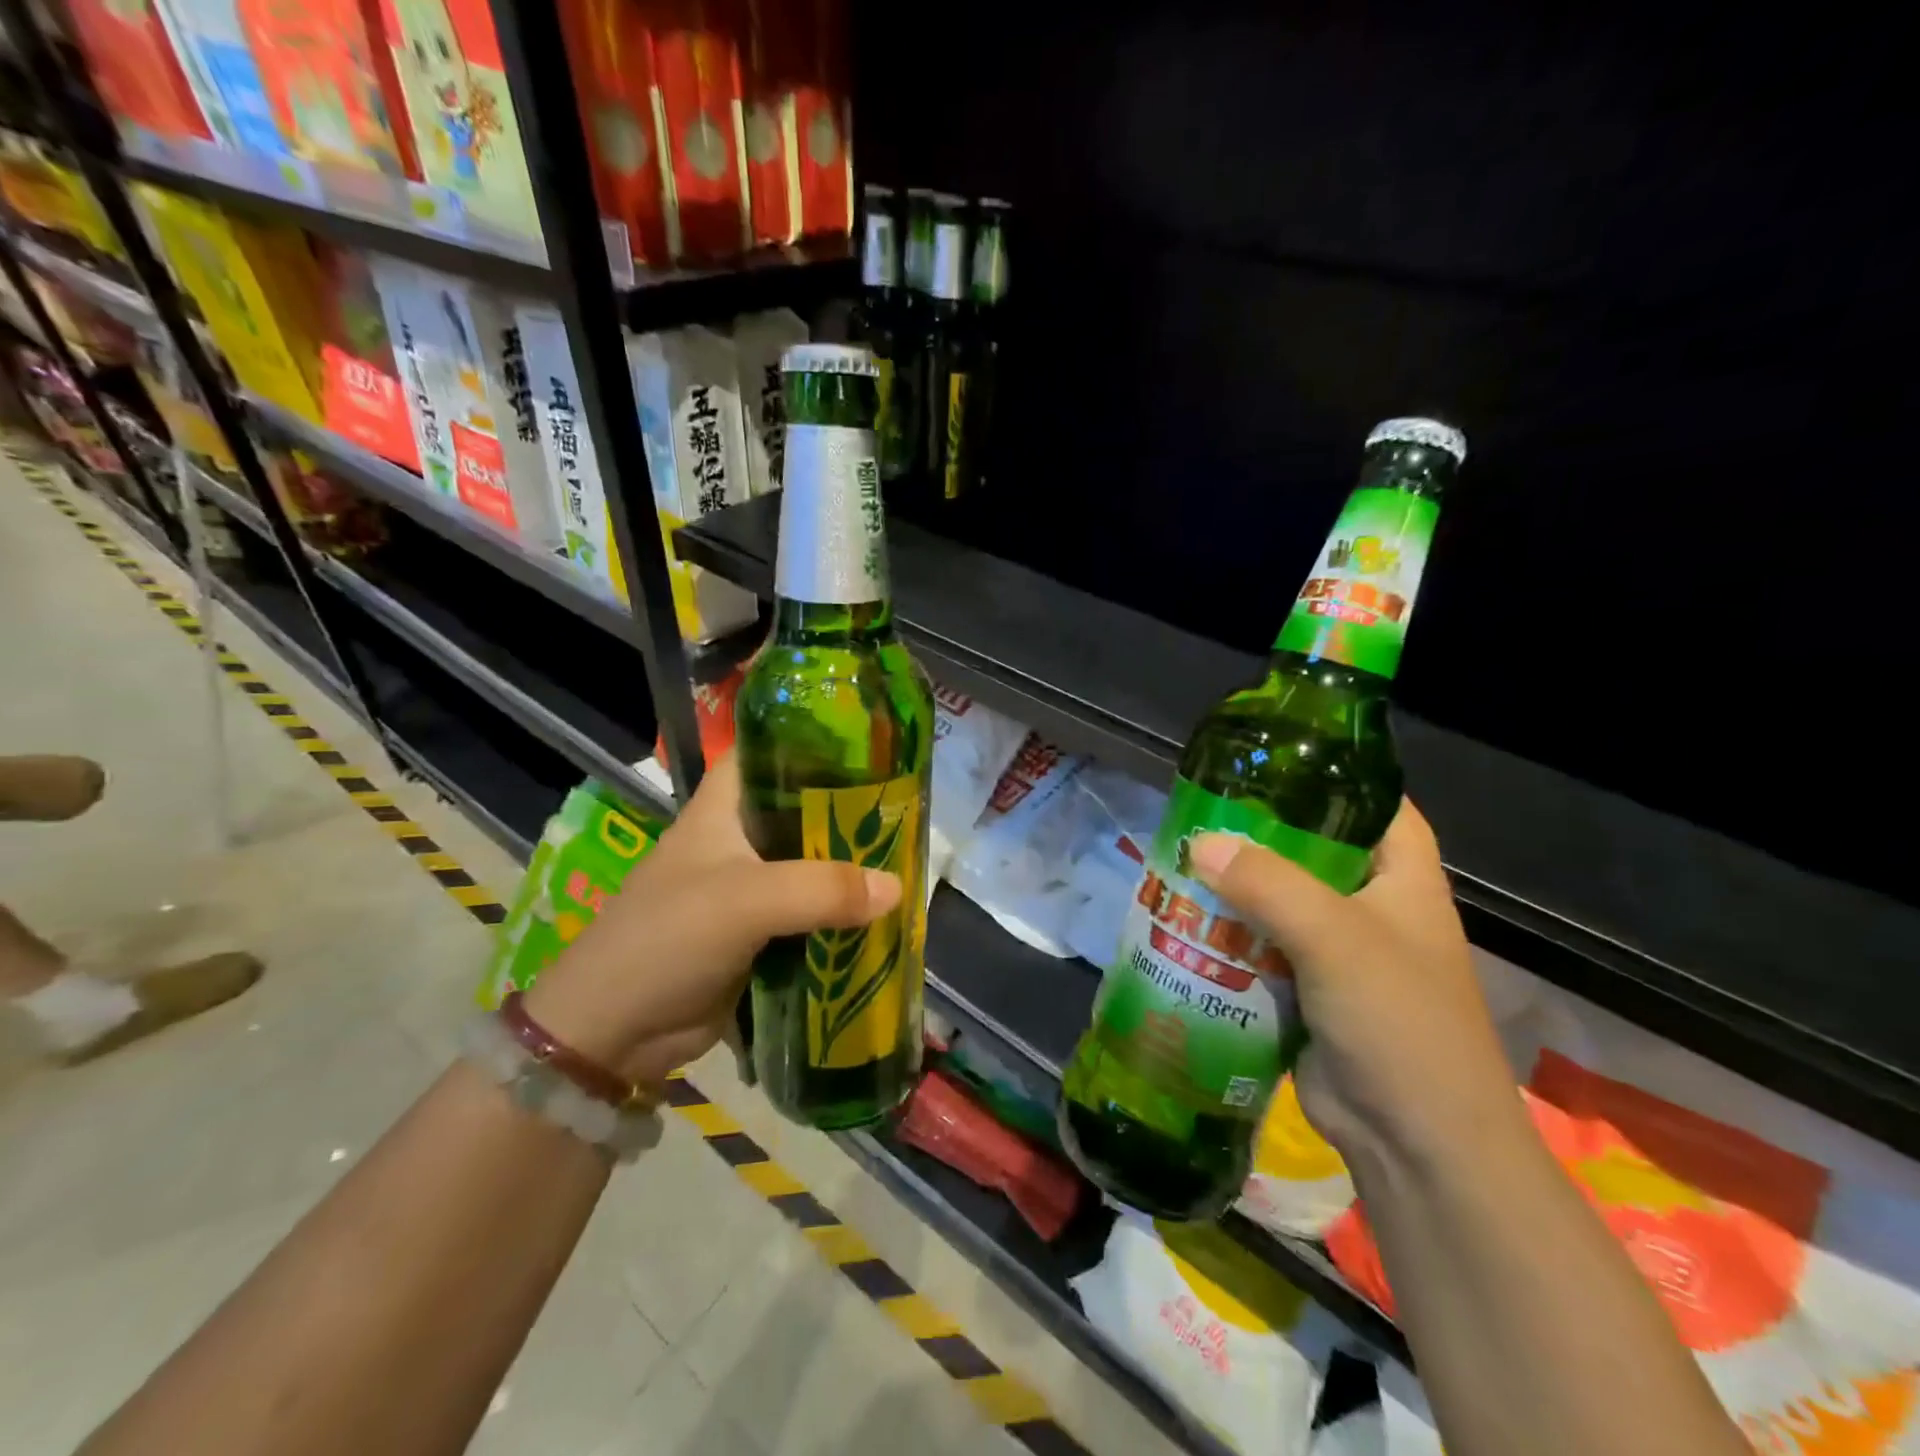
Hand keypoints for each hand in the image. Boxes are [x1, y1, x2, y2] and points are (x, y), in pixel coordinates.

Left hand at [524, 754, 901, 1089]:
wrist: (613, 1032)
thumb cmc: (668, 938)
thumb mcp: (745, 901)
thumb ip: (823, 889)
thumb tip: (898, 887)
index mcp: (724, 808)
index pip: (771, 752)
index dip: (817, 743)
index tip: (875, 747)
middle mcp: (739, 839)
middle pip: (805, 812)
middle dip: (852, 814)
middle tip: (910, 814)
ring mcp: (750, 888)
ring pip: (813, 866)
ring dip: (852, 870)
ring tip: (911, 862)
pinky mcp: (759, 934)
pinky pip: (812, 914)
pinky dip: (842, 916)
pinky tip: (883, 915)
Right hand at [1188, 800, 1523, 1169]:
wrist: (1417, 1145)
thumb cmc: (1398, 1021)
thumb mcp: (1335, 938)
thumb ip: (1267, 884)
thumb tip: (1198, 842)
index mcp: (1402, 879)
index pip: (1375, 805)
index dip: (1331, 777)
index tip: (1270, 761)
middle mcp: (1371, 908)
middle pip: (1311, 851)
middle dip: (1258, 836)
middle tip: (1200, 814)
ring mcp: (1337, 953)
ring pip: (1277, 901)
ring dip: (1233, 889)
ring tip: (1177, 861)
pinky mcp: (1305, 991)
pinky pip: (1259, 947)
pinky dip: (1227, 936)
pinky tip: (1183, 922)